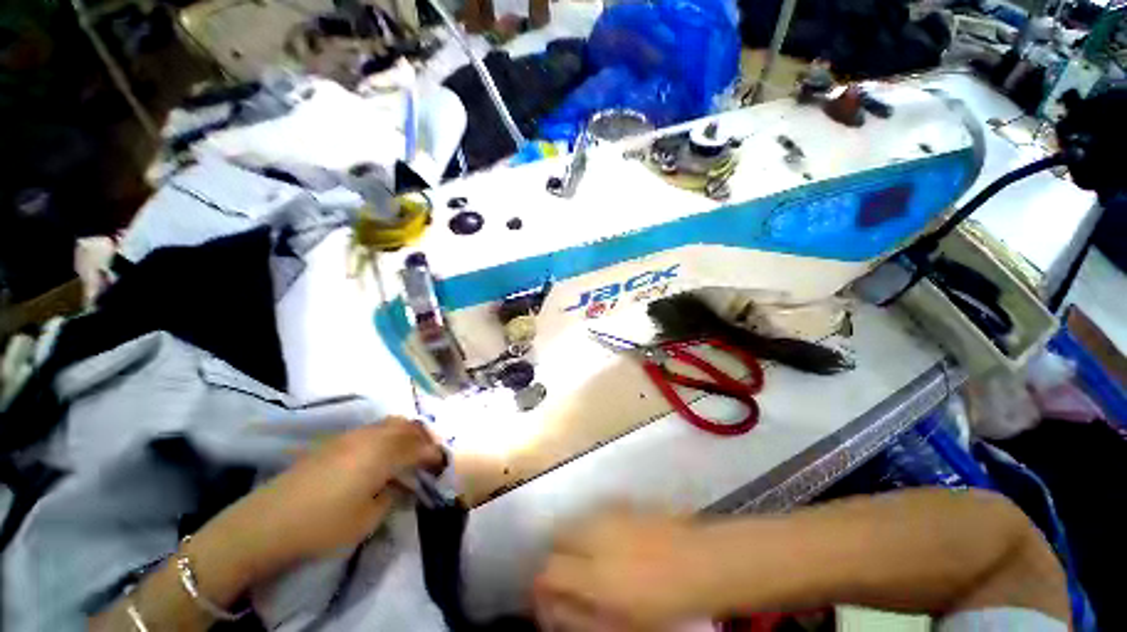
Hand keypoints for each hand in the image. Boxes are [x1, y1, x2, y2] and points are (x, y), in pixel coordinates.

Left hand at [196, 417, 443, 584]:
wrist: (266, 523)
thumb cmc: (323, 525)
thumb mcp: (368, 518)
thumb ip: (393, 495)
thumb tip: (402, 484)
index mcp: (383, 454)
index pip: (420, 447)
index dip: (435, 454)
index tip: (442, 464)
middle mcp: (371, 437)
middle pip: (407, 427)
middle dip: (424, 438)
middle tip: (430, 454)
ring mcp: (351, 436)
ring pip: (390, 423)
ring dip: (406, 433)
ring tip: (409, 451)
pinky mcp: (334, 442)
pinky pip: (373, 429)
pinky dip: (387, 435)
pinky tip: (382, 453)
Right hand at [533, 511, 719, 630]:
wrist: (702, 561)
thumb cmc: (665, 603)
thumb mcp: (621, 625)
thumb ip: (579, 617)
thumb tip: (552, 608)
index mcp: (594, 574)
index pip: (548, 571)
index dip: (542, 585)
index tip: (548, 597)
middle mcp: (595, 535)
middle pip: (556, 539)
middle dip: (556, 558)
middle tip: (570, 578)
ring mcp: (608, 514)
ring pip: (574, 523)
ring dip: (573, 541)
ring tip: (590, 561)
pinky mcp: (620, 501)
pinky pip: (593, 514)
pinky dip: (590, 528)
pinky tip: (609, 543)